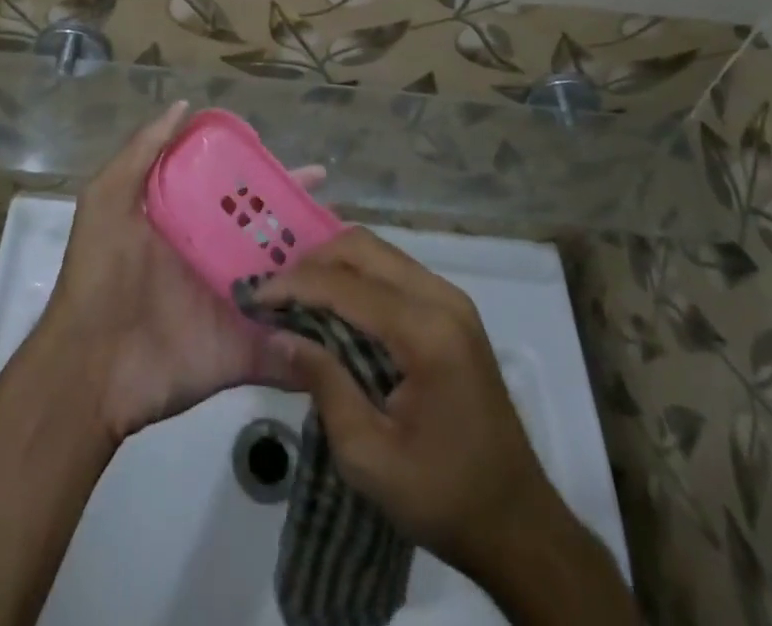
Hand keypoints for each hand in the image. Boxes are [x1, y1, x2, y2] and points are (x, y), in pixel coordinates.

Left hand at [41, 101, 323, 440]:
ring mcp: (235, 304)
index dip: (273, 179)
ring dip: (322, 269)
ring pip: (289, 279)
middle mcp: (219, 258)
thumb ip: (142, 152)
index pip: (241, 192)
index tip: (313, 172)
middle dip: (306, 221)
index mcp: (193, 222)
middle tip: (342, 213)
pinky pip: (289, 339)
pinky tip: (357, 316)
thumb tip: (185, 105)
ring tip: (357, 257)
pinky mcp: (244, 349)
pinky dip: (321, 332)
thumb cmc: (99, 274)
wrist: (87, 367)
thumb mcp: (109, 199)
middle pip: (272, 232)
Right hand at [254, 230, 559, 581]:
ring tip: (297, 298)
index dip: (295, 285)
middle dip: (313, 263)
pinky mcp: (451, 310)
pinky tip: (334, 305)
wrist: (517, 522)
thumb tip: (279, 333)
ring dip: (334, 265)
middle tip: (276, 295)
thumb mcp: (369, 458)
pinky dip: (356, 276)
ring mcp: (451, 299)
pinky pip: (393, 270)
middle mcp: (442, 298)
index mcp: (427, 332)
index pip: (347, 285)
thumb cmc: (443, 496)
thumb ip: (324, 385)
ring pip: (378, 252)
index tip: (254, 296)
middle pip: (364, 248)